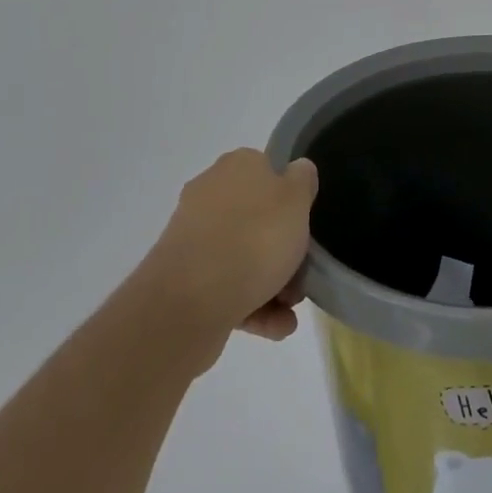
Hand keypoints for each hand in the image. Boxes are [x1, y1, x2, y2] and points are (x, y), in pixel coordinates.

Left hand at [136, 148, 317, 358]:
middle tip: (301, 277)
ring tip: (289, 312)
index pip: (270, 172)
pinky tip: (275, 326)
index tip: (307, 227)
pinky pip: (227, 286)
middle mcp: (211, 194)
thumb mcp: (296, 199)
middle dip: (284, 251)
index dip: (293, 200)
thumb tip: (297, 170)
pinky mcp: (184, 278)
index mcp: (237, 166)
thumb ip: (303, 180)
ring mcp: (194, 237)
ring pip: (243, 256)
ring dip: (272, 284)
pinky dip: (252, 305)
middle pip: (259, 219)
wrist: (188, 303)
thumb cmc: (254, 239)